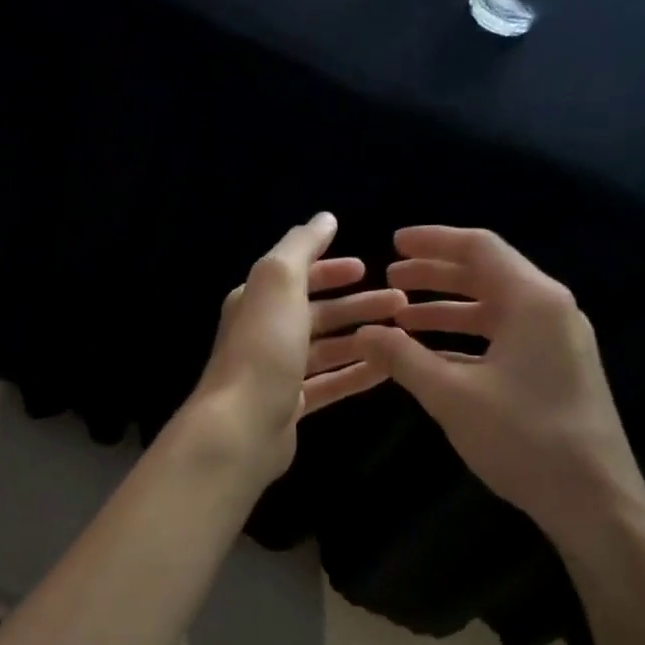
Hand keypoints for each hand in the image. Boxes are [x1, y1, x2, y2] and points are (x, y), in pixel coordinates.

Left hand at [187, 212, 406, 481]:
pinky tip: (388, 369)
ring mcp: (277, 372)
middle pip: (317, 313)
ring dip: (362, 338)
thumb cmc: (263, 347)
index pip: (296, 276)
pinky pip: (329, 383)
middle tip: (401, 302)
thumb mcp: (279, 281)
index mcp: (257, 300)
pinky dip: (356, 373)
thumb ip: (301, 247)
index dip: (329, 269)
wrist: (241, 426)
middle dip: (357, 304)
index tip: (367, 267)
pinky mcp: (290, 406)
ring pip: (326, 349)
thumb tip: (324, 218)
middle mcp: (264, 332)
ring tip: (403, 333)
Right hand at [354, 226, 644, 541]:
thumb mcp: (451, 395)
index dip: (433, 242)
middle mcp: (550, 310)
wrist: (595, 501)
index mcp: (533, 301)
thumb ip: (403, 357)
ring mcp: (557, 341)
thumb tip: (364, 331)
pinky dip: (466, 337)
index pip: (479, 249)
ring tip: (402, 315)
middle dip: (435, 274)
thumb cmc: (524, 437)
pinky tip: (430, 354)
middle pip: (487, 274)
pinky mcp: (556, 368)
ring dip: (447, 307)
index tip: (393, 242)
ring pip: (493, 307)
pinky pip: (504, 336)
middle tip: (391, 276)